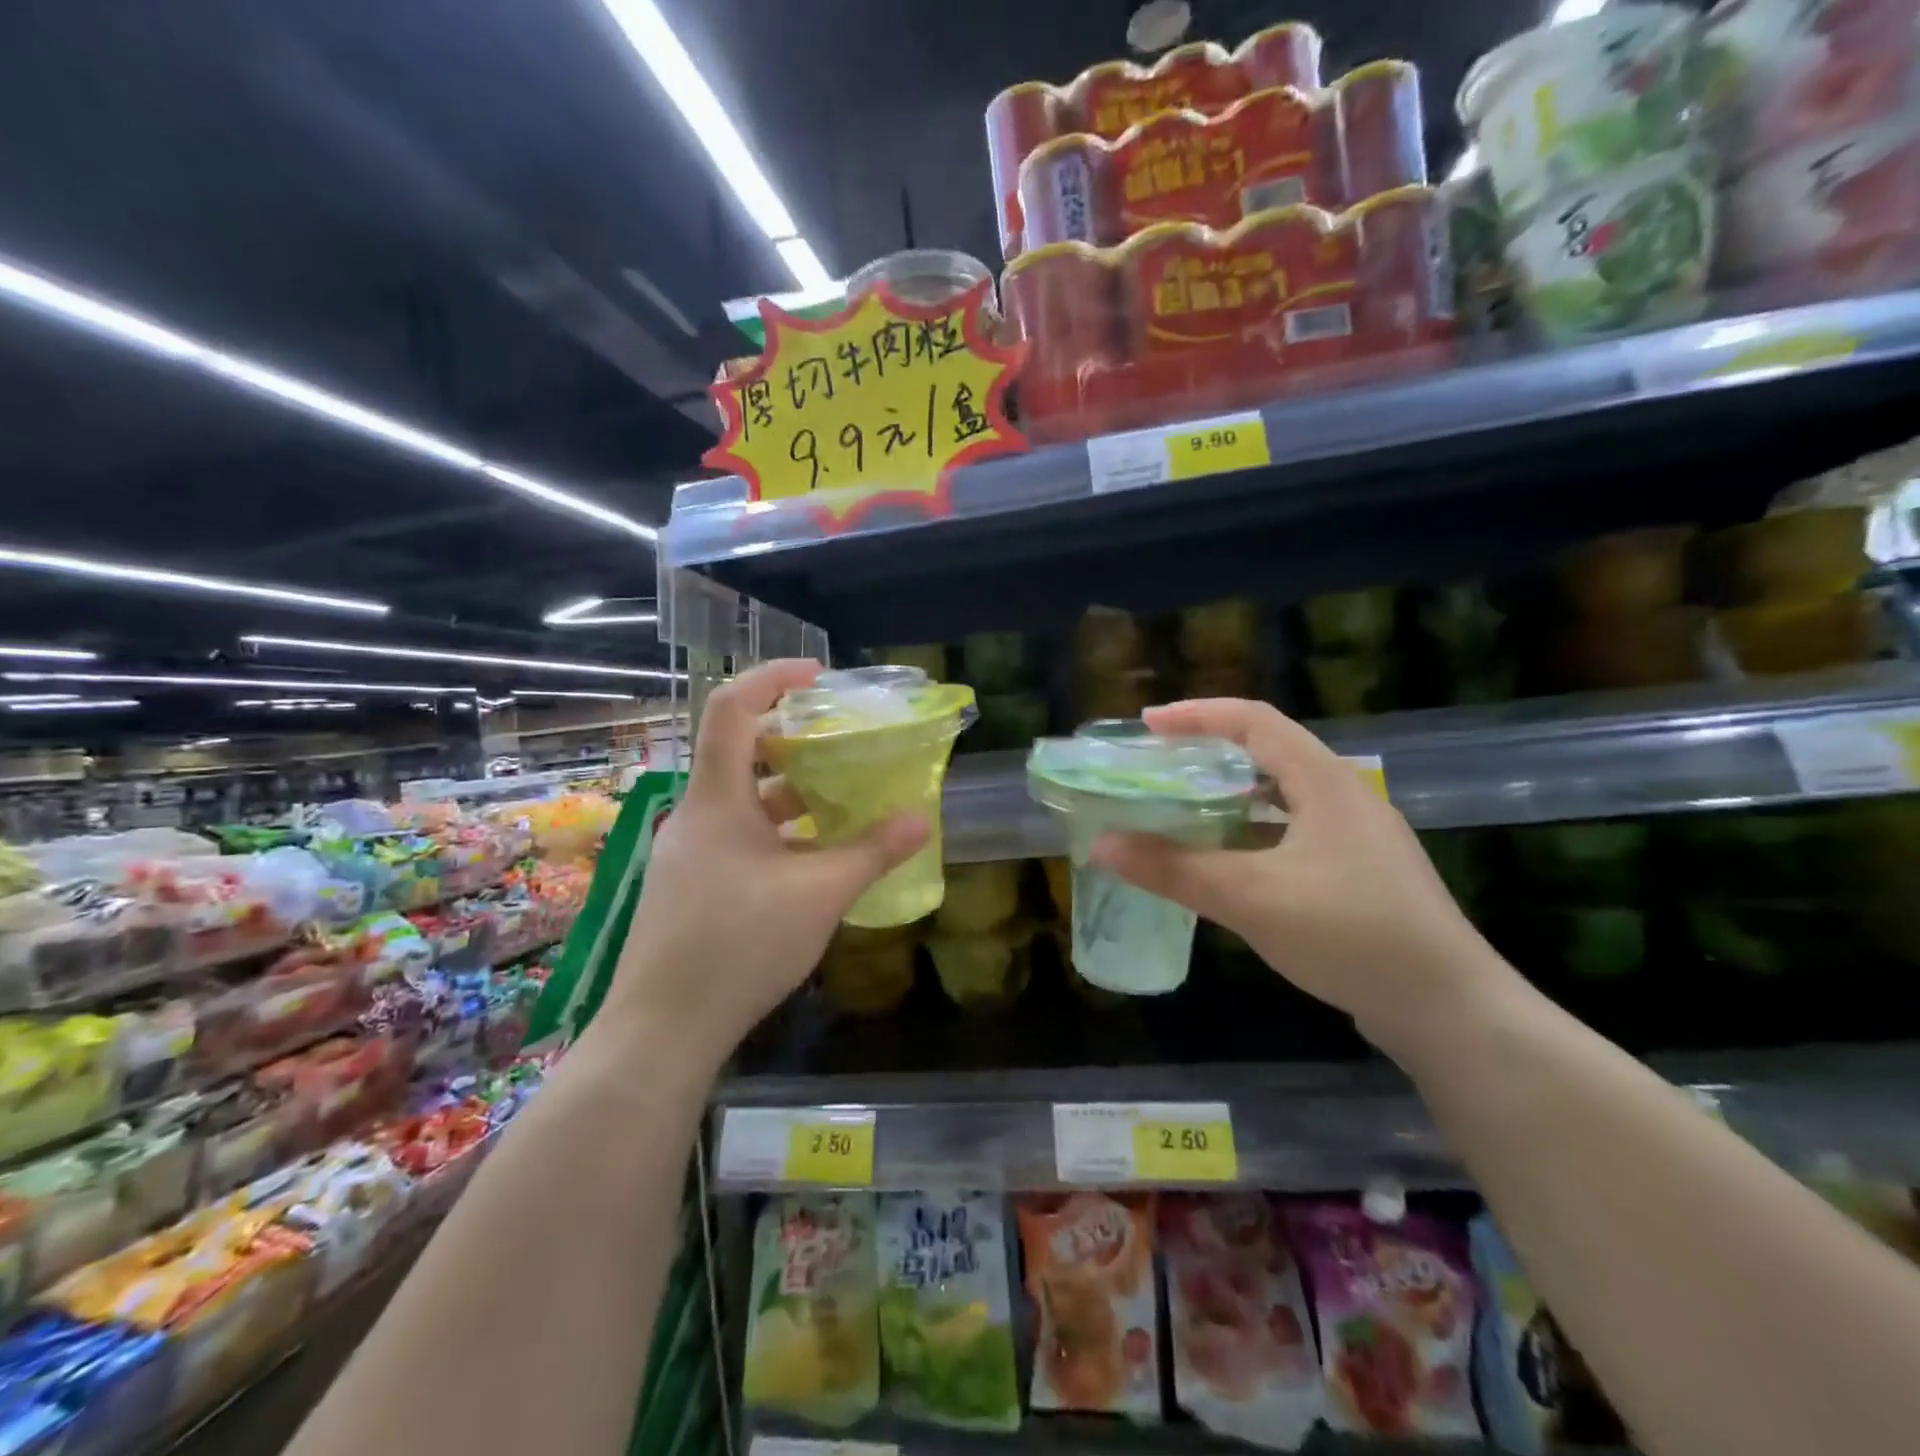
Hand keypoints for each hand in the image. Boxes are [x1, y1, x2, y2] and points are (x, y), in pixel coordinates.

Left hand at [600, 660, 927, 1070]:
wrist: (660, 1029)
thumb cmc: (739, 945)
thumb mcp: (820, 894)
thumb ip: (873, 852)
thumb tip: (922, 817)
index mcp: (717, 798)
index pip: (732, 708)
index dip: (773, 677)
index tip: (819, 676)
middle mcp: (696, 814)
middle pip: (740, 751)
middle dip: (793, 740)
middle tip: (842, 742)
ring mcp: (688, 852)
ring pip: (740, 799)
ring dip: (788, 791)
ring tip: (839, 797)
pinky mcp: (689, 885)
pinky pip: (735, 835)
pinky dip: (774, 830)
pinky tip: (810, 857)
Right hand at [1089, 698, 1515, 1054]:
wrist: (1449, 1009)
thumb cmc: (1350, 934)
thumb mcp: (1251, 897)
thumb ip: (1173, 868)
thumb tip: (1102, 844)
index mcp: (1324, 781)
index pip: (1253, 720)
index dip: (1197, 715)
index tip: (1147, 726)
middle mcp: (1344, 795)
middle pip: (1267, 753)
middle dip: (1208, 753)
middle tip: (1157, 768)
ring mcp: (1357, 836)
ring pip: (1280, 796)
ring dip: (1229, 796)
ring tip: (1182, 809)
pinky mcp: (1360, 872)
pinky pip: (1292, 832)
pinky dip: (1250, 832)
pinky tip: (1227, 863)